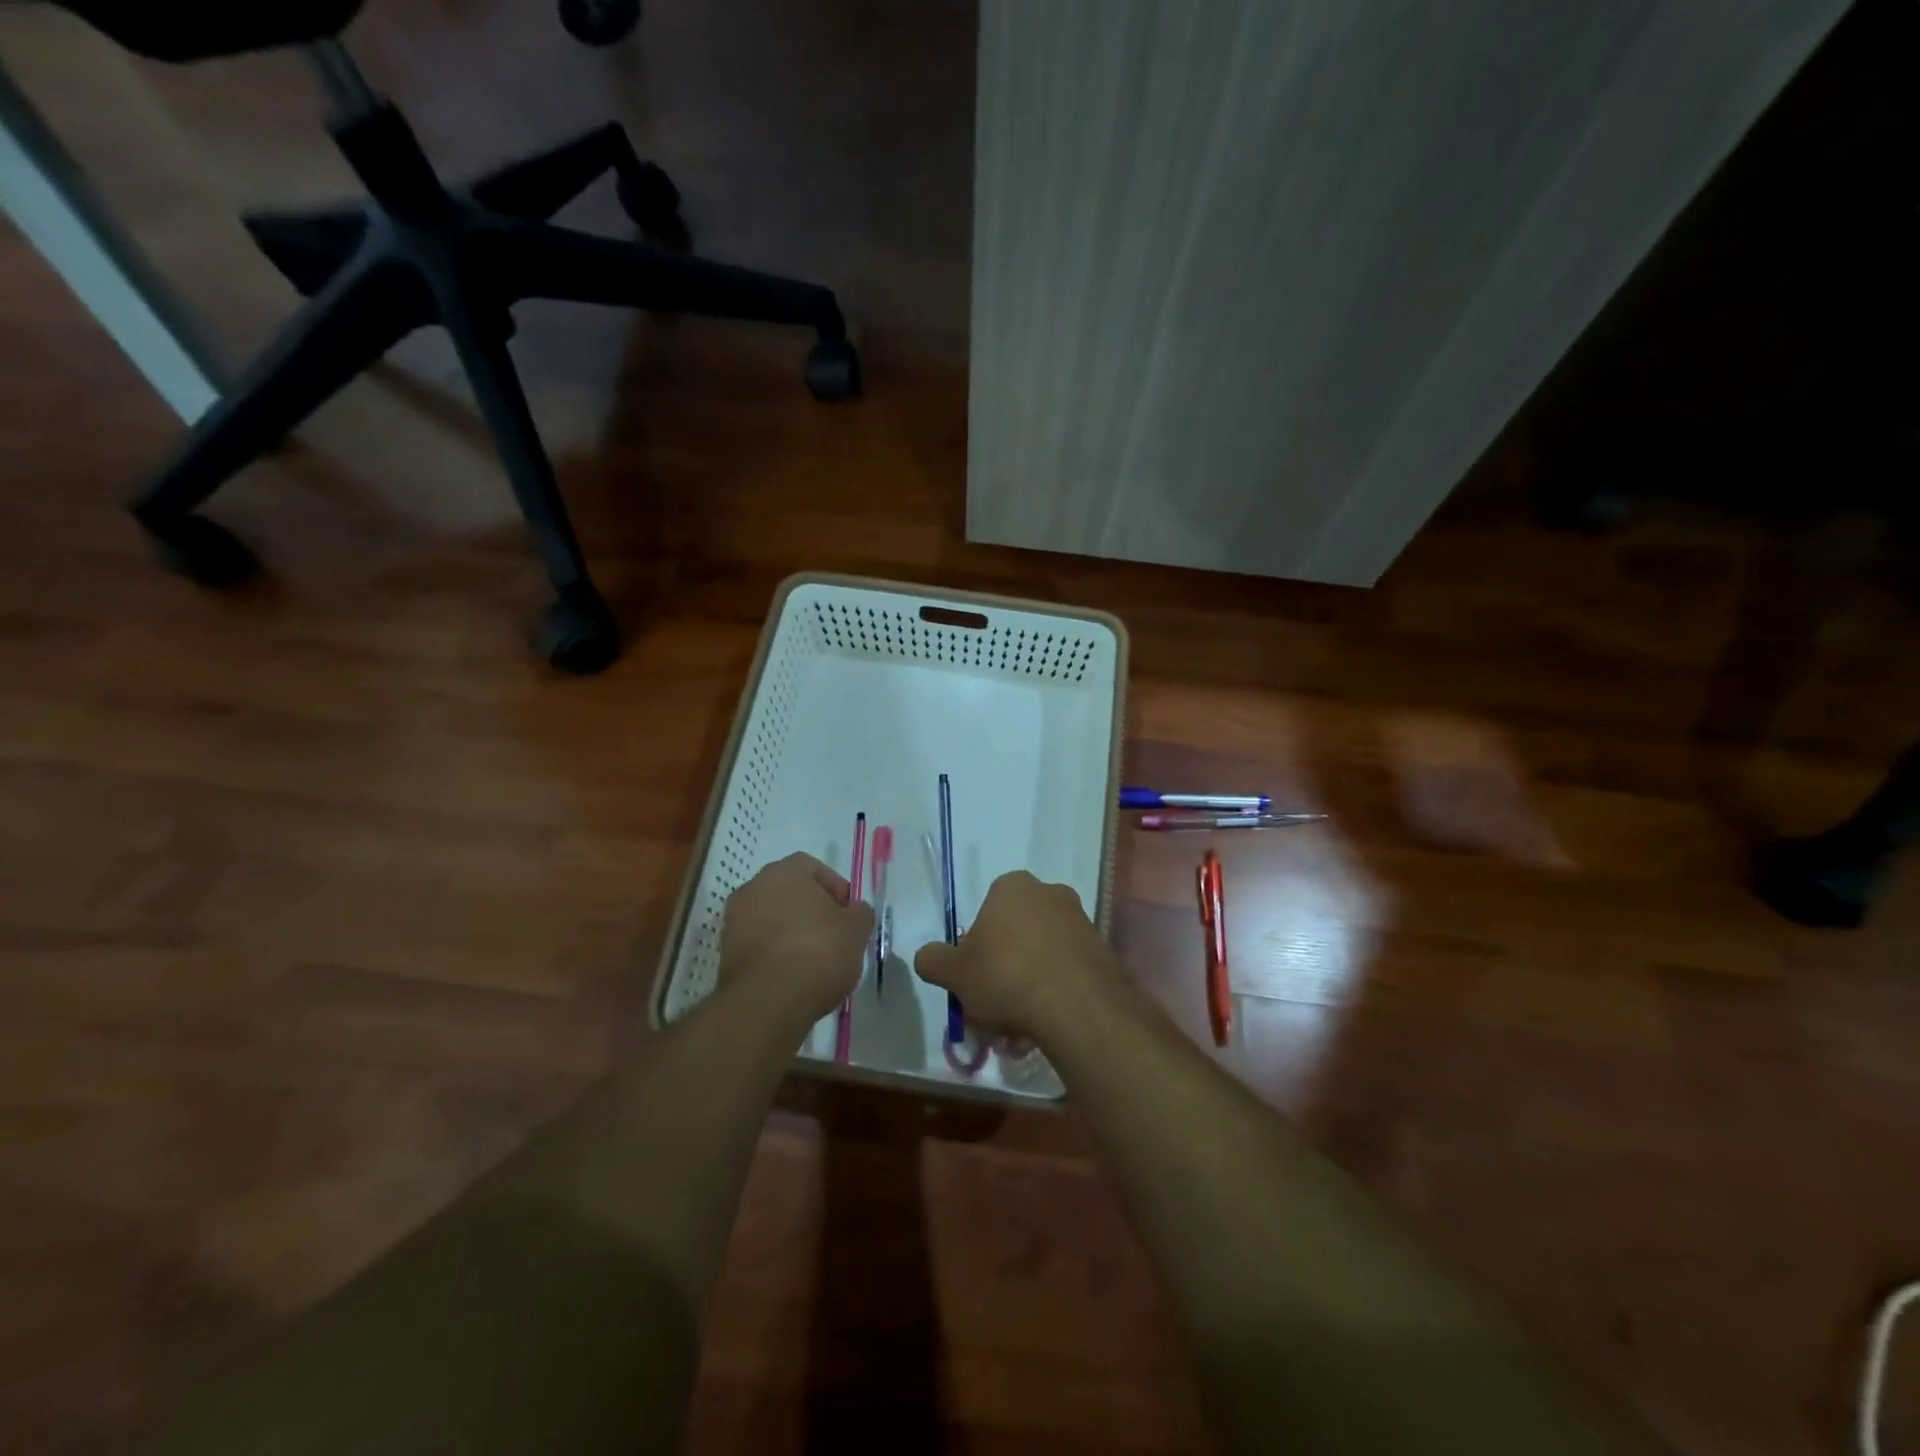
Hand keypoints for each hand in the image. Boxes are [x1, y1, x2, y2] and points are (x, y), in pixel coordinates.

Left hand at [719, 854, 874, 1027]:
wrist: (767, 1003)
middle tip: (834, 936)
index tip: (849, 915)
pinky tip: (794, 976)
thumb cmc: (817, 953)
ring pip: (772, 919)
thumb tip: (854, 911)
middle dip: (812, 911)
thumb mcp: (856, 931)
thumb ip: (859, 913)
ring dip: (792, 933)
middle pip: (790, 893)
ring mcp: (734, 921)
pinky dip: (775, 954)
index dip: (835, 889)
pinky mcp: (725, 954)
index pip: (813, 868)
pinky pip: (759, 945)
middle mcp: (753, 888)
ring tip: (814, 961)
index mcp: (784, 872)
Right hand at [913, 870, 1117, 1041]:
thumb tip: (927, 956)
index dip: (977, 947)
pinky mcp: (1102, 950)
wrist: (1076, 1006)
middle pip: (1016, 933)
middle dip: (1005, 967)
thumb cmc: (1006, 977)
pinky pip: (1068, 970)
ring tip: (1020, 1027)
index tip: (975, 978)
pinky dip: (1055, 992)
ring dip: (1030, 983)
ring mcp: (1080, 920)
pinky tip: (1046, 1024)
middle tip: (995, 1005)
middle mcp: (1050, 893)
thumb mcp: (954, 973)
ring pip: (1043, 954)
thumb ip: (934, 960)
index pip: (987, 912)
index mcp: (1012, 887)